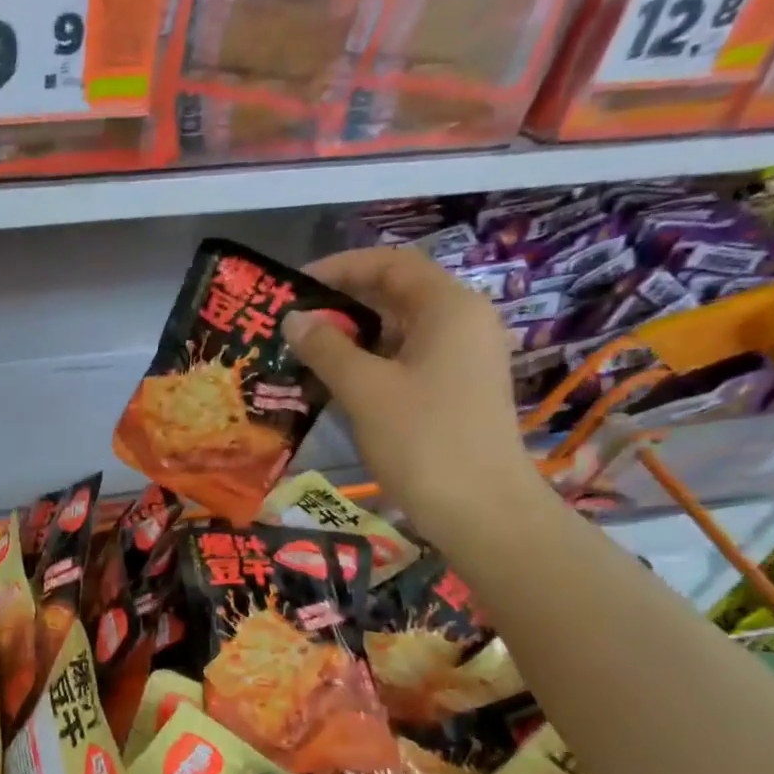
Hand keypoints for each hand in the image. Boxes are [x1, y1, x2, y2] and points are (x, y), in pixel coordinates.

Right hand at [284, 247, 544, 544]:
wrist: (480, 508)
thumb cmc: (422, 440)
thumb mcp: (365, 390)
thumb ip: (326, 348)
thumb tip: (294, 319)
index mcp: (449, 307)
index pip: (390, 264)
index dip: (340, 267)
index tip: (294, 285)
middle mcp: (463, 321)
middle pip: (397, 293)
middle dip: (343, 302)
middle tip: (293, 321)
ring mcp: (463, 356)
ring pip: (401, 328)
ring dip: (353, 335)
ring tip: (305, 351)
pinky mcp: (457, 388)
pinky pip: (408, 358)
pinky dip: (371, 360)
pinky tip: (335, 381)